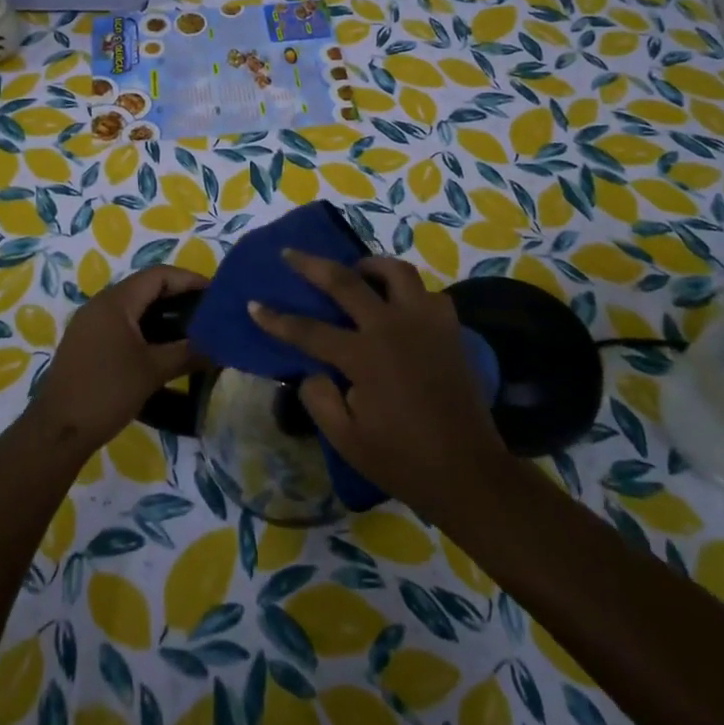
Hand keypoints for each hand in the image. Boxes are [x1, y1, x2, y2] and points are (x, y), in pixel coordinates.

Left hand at [28, 265, 206, 459]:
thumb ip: (188, 353)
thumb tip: (220, 346)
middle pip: (146, 288)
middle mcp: (100, 304)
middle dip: (179, 297)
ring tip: (192, 331)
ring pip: (134, 308)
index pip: (159, 275)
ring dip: (163, 315)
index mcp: (115, 302)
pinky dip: (146, 330)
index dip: (189, 280)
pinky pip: (122, 325)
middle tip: (208, 313)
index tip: (216, 294)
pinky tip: (163, 349)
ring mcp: (90, 324)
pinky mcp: (87, 344)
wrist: (57, 431)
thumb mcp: (153, 371)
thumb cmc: (107, 392)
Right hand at [249, 250, 510, 526]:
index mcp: (364, 356)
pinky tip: (398, 305)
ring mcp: (425, 322)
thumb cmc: (402, 459)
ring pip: (395, 271)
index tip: (254, 305)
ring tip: (354, 272)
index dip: (276, 319)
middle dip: (311, 265)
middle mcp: (393, 327)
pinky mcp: (450, 329)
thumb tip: (311, 370)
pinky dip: (407, 291)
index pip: (308, 330)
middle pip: (345, 281)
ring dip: (368, 265)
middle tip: (291, 253)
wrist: (469, 471)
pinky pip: (426, 293)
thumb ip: (319, 398)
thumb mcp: (346, 439)